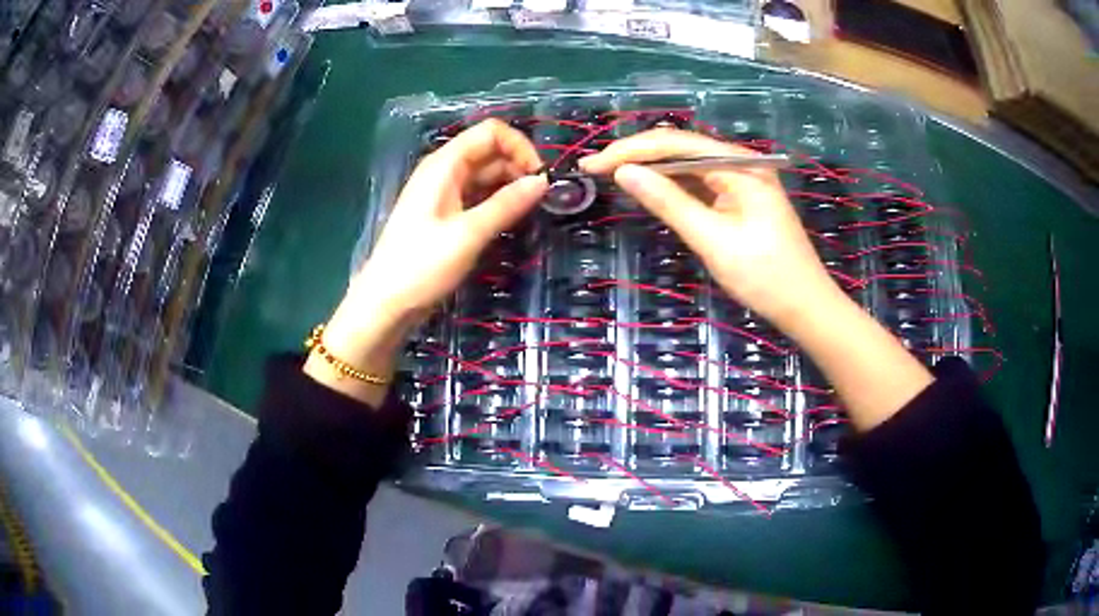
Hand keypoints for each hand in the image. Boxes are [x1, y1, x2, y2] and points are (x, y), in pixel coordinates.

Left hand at [308, 119, 547, 403]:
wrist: (385, 304)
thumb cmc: (422, 266)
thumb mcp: (468, 234)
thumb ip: (507, 204)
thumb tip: (543, 181)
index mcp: (445, 164)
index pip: (490, 132)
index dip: (520, 147)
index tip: (540, 178)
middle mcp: (445, 171)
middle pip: (490, 151)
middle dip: (518, 167)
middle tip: (541, 200)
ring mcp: (444, 193)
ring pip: (486, 175)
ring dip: (510, 186)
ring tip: (531, 211)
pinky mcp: (446, 215)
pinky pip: (478, 196)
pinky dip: (497, 202)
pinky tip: (512, 219)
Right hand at [579, 128, 842, 327]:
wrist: (805, 306)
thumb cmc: (765, 276)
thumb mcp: (713, 240)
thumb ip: (668, 202)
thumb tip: (624, 172)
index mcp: (740, 165)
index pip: (676, 144)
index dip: (631, 150)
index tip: (592, 163)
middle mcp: (741, 163)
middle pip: (680, 148)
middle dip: (637, 155)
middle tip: (594, 167)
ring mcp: (741, 180)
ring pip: (687, 164)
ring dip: (651, 168)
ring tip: (611, 174)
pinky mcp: (739, 198)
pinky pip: (699, 183)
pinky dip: (671, 185)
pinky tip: (648, 188)